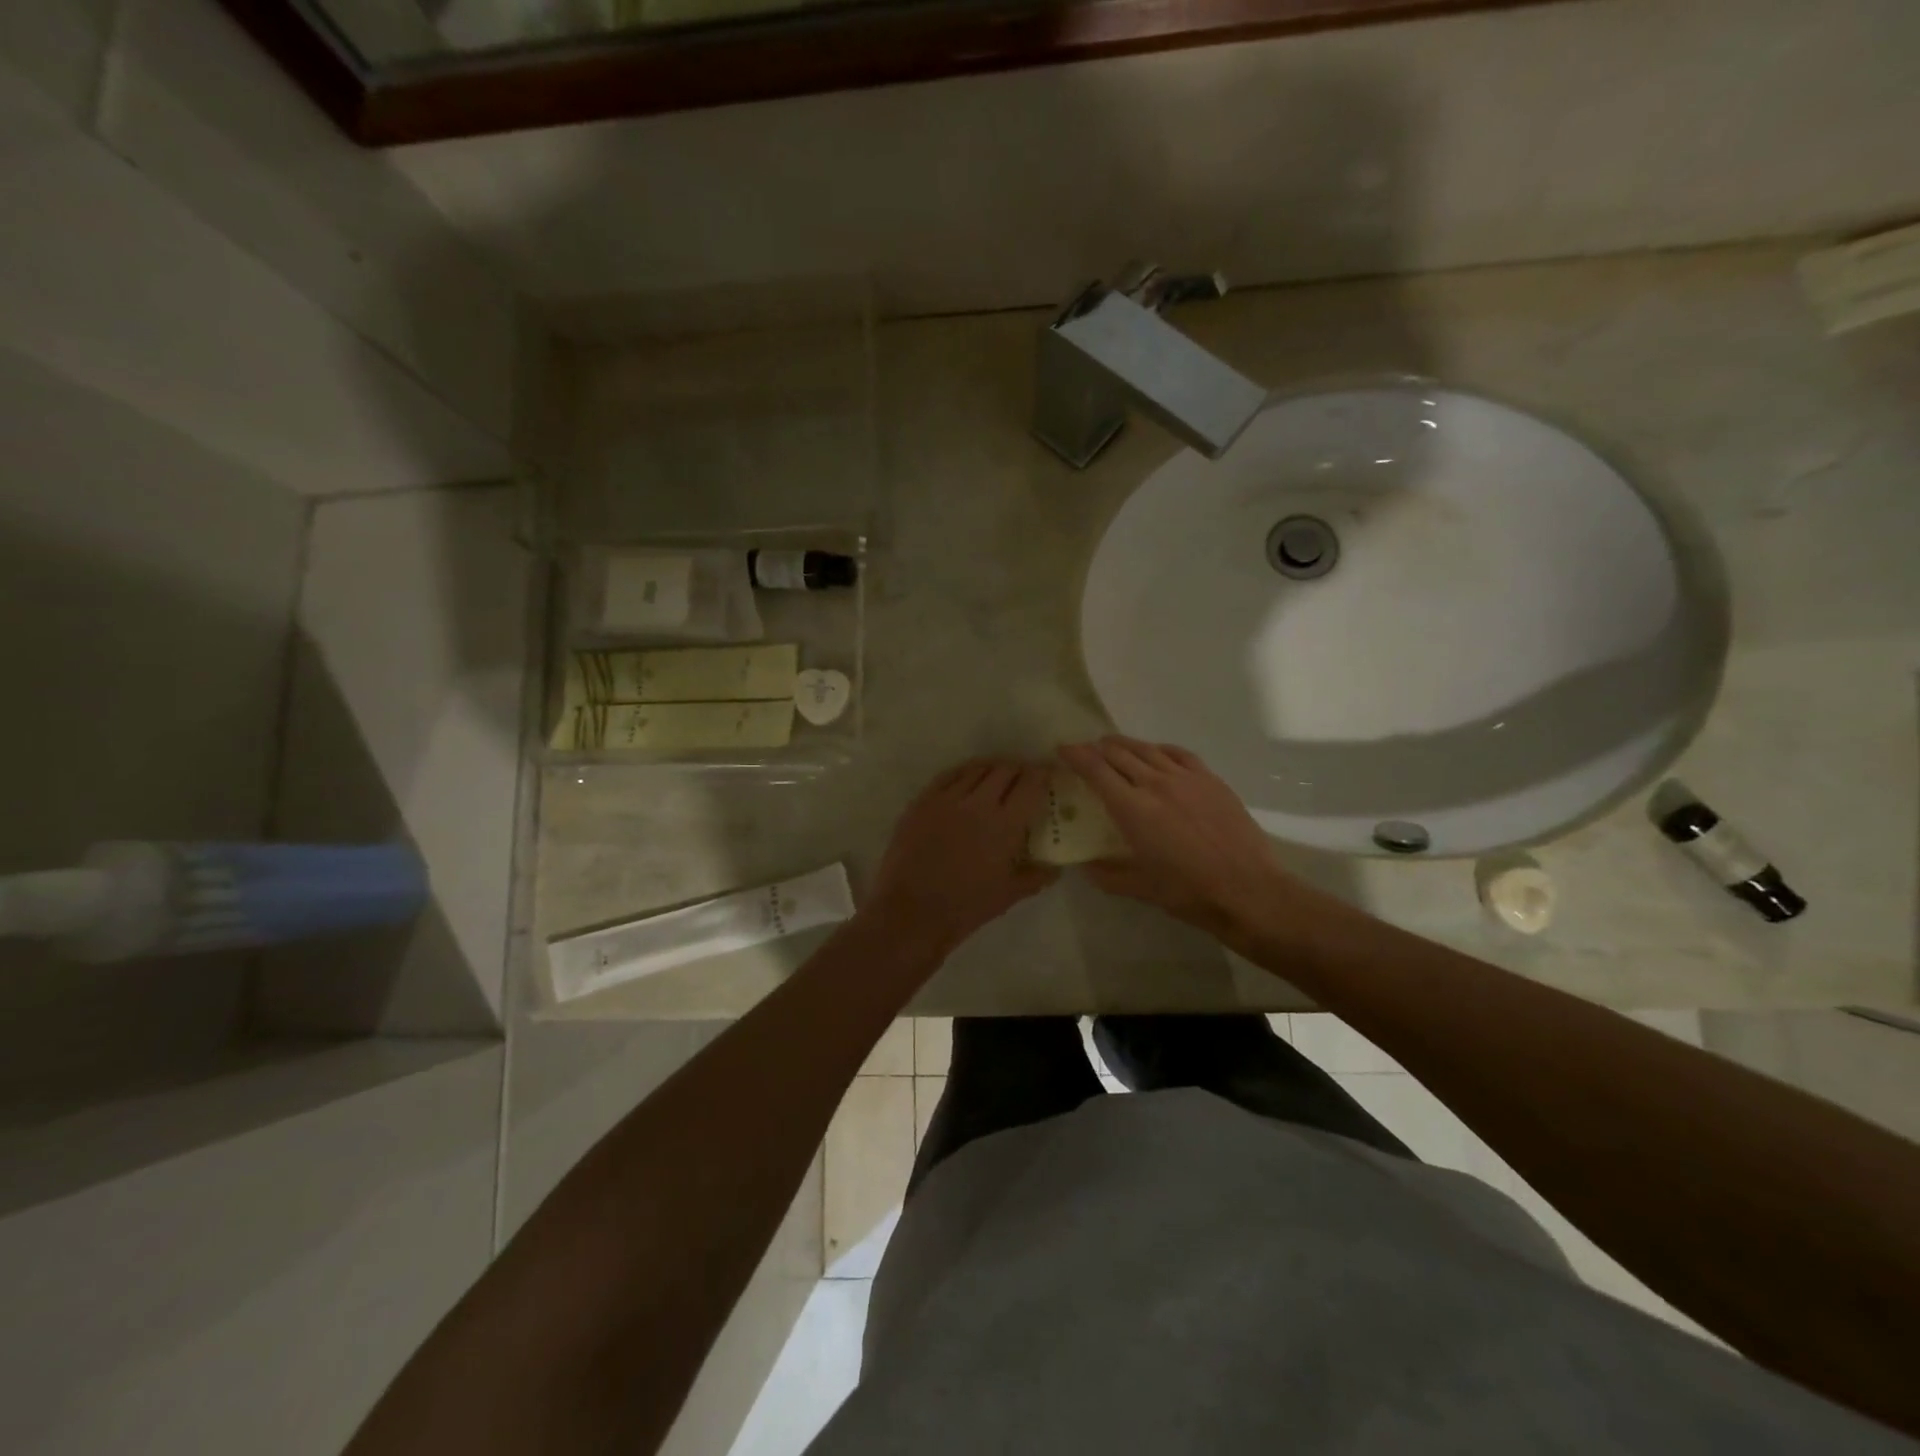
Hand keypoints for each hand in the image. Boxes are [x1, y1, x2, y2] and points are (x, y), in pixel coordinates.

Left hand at [863, 760, 1057, 959]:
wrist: (911, 912)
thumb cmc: (965, 907)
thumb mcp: (1008, 895)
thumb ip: (1035, 876)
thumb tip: (1055, 868)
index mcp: (1006, 824)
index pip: (1031, 784)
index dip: (1042, 774)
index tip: (1047, 775)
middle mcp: (979, 803)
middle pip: (1005, 770)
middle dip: (1019, 770)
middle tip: (1023, 779)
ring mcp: (947, 799)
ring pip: (976, 768)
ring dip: (992, 768)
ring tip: (997, 776)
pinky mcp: (923, 801)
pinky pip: (948, 775)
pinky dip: (964, 773)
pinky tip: (967, 779)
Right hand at [1059, 737, 1293, 942]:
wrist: (1249, 890)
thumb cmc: (1190, 892)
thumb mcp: (1141, 888)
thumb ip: (1108, 874)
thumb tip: (1084, 867)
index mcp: (1133, 809)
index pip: (1096, 770)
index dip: (1076, 755)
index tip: (1063, 749)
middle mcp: (1156, 784)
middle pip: (1119, 753)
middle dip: (1097, 748)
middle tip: (1085, 751)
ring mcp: (1186, 778)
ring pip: (1148, 749)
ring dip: (1125, 745)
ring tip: (1113, 746)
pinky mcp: (1211, 780)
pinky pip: (1178, 754)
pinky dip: (1159, 749)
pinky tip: (1156, 753)